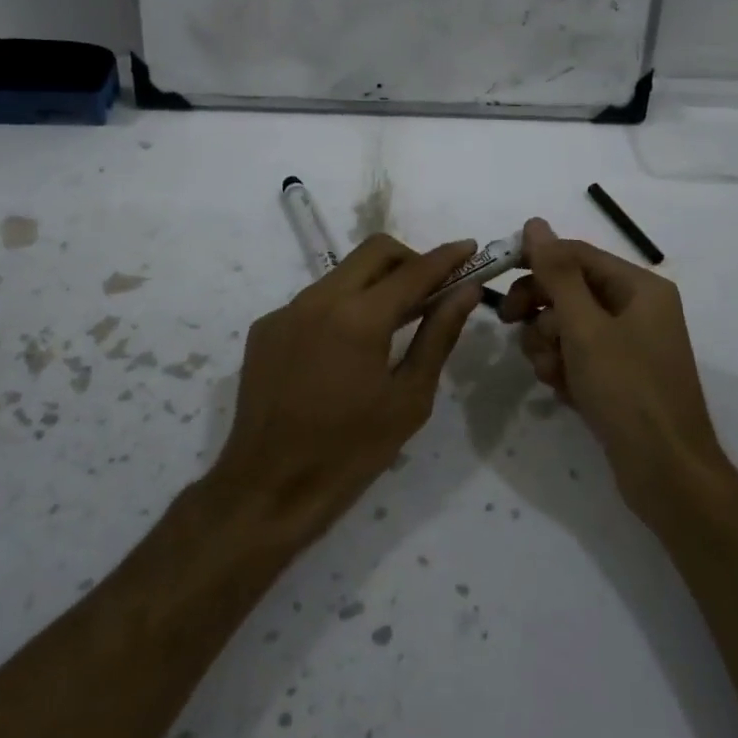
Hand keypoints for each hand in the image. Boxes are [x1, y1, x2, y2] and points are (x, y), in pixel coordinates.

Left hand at [209, 234, 483, 540]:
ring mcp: (286, 311)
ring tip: (394, 322)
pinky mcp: (266, 328)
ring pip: (342, 273)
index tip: (470, 248)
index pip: (414, 270)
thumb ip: (438, 336)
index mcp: (359, 318)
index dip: (447, 257)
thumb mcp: (408, 399)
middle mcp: (318, 299)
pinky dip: (342, 308)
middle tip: (432, 290)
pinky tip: (347, 350)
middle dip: (410, 260)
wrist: (268, 488)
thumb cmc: (350, 452)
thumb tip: (465, 291)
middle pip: (374, 252)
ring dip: (375, 283)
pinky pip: (314, 300)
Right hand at [499, 217, 727, 518]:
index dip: (536, 260)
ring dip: (548, 345)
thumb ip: (557, 273)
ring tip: (550, 373)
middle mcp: (637, 309)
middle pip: (569, 289)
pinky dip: (562, 368)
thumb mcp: (586, 328)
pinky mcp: (617, 376)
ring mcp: (628, 345)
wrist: (666, 474)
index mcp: (639, 287)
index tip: (497, 275)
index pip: (576, 254)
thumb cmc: (628, 391)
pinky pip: (577, 355)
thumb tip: (535, 223)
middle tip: (511, 325)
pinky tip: (562, 391)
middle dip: (541, 310)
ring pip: (567, 325)